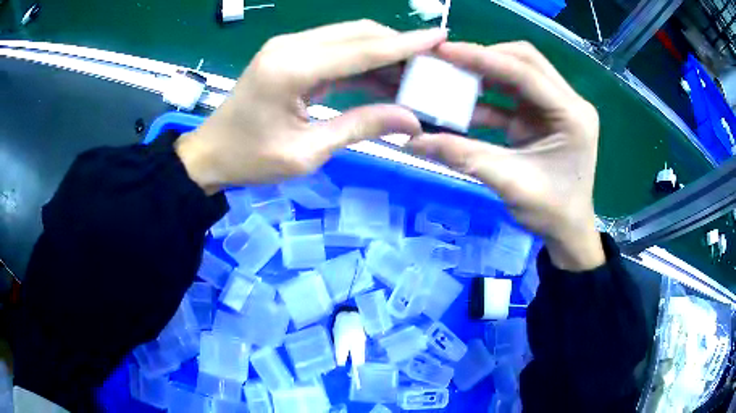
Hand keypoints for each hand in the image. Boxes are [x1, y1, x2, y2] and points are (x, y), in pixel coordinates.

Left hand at [176, 20, 445, 193]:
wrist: (211, 153)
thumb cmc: (251, 159)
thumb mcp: (307, 152)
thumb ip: (360, 127)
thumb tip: (412, 119)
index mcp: (292, 69)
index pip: (362, 49)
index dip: (405, 44)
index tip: (441, 38)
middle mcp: (291, 46)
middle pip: (358, 33)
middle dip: (399, 45)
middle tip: (433, 63)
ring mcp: (289, 47)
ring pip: (349, 37)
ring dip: (383, 51)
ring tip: (415, 72)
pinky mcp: (289, 54)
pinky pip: (335, 49)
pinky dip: (363, 60)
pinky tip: (385, 76)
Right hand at [407, 41, 604, 270]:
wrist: (568, 232)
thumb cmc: (551, 211)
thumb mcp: (508, 182)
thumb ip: (463, 156)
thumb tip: (412, 140)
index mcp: (571, 114)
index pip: (525, 72)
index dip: (483, 58)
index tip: (445, 50)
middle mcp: (568, 102)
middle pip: (525, 61)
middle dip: (486, 58)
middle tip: (449, 60)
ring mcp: (556, 108)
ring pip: (518, 73)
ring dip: (486, 73)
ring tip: (451, 74)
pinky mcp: (543, 117)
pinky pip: (513, 95)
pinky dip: (488, 96)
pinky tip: (463, 102)